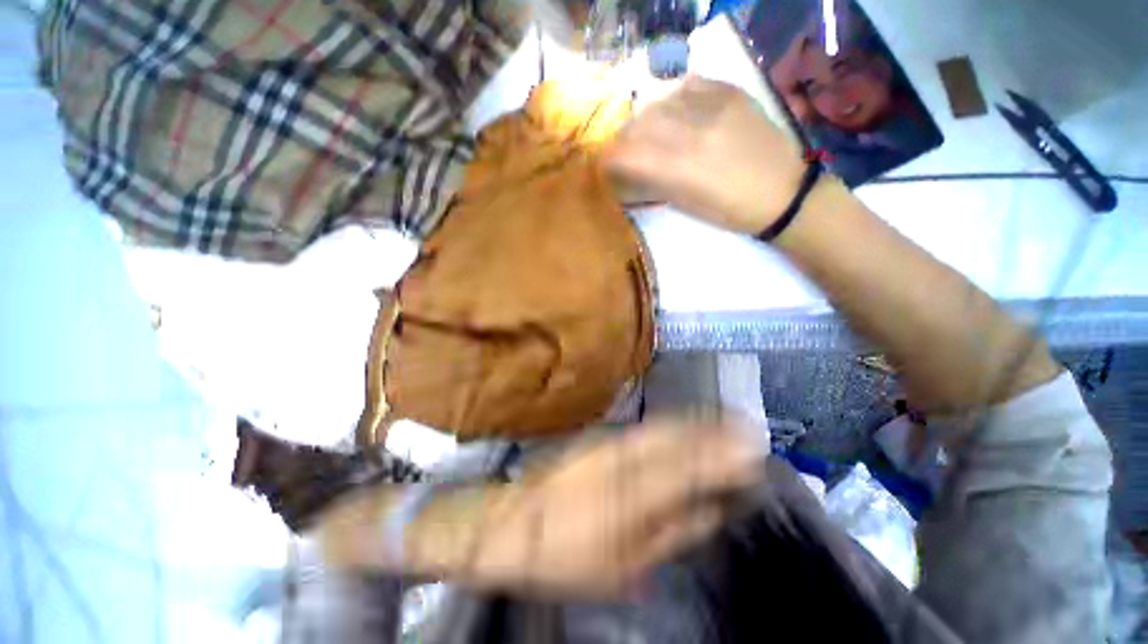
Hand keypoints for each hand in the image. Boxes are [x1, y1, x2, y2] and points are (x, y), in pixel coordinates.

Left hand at [429, 418, 765, 598]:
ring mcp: (609, 442)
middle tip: (747, 428)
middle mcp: (624, 457)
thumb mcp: (624, 565)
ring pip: (663, 426)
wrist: (514, 520)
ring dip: (695, 422)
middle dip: (715, 431)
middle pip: (678, 438)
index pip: (690, 467)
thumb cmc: (566, 555)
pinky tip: (684, 424)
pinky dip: (671, 424)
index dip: (723, 457)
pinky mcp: (600, 437)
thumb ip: (671, 532)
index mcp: (632, 494)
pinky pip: (645, 427)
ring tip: (724, 420)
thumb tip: (711, 510)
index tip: (753, 451)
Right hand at [605, 76, 806, 234]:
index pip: (627, 153)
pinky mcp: (730, 92)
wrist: (782, 191)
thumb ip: (653, 182)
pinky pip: (688, 86)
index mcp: (679, 168)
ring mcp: (713, 106)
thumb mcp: (684, 204)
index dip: (608, 158)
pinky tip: (675, 112)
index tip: (604, 165)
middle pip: (638, 124)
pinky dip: (673, 99)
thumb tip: (628, 171)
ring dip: (646, 119)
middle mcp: (692, 130)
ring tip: (650, 132)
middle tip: (625, 151)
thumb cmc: (728, 211)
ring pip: (660, 102)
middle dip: (624, 139)